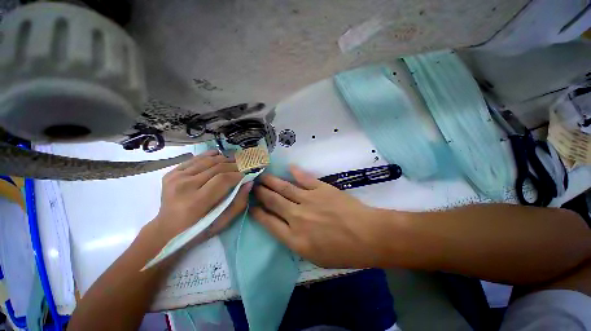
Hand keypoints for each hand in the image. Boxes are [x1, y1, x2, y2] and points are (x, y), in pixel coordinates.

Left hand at [154, 150, 251, 244]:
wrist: (166, 230)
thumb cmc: (198, 230)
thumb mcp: (222, 223)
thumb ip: (238, 203)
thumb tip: (249, 183)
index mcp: (196, 202)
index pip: (223, 179)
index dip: (239, 174)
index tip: (248, 174)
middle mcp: (184, 186)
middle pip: (216, 167)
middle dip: (234, 165)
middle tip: (244, 166)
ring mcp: (175, 178)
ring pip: (206, 160)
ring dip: (224, 159)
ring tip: (234, 161)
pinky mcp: (171, 173)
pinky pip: (194, 159)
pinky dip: (208, 155)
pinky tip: (218, 154)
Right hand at [251, 166, 394, 268]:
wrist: (368, 236)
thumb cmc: (344, 252)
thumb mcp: (315, 258)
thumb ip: (296, 242)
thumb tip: (285, 228)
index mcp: (295, 238)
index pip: (269, 223)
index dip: (258, 213)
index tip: (251, 206)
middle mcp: (297, 217)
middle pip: (273, 201)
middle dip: (261, 193)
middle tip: (253, 185)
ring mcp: (309, 200)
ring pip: (285, 188)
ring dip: (272, 181)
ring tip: (262, 175)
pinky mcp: (321, 189)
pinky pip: (305, 179)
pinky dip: (296, 172)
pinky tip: (289, 167)